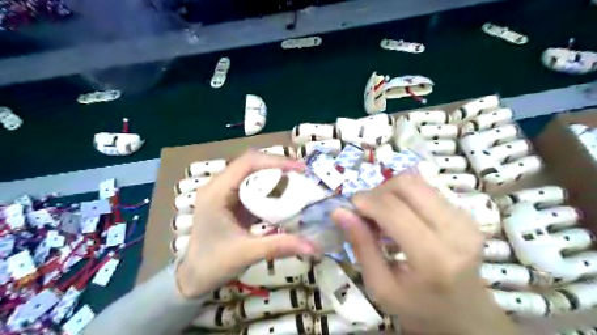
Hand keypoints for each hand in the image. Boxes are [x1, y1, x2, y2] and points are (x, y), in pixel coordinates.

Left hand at [175, 151, 313, 297]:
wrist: (192, 278)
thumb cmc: (212, 265)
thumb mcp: (247, 254)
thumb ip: (279, 246)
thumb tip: (314, 246)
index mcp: (216, 192)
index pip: (247, 163)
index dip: (275, 161)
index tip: (300, 169)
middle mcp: (218, 186)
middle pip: (251, 163)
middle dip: (277, 165)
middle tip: (302, 174)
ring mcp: (224, 192)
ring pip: (252, 172)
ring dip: (274, 174)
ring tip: (297, 181)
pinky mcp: (230, 200)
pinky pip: (253, 185)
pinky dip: (270, 186)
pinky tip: (284, 194)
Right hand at [334, 172, 520, 334]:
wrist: (468, 317)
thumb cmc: (419, 309)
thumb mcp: (381, 287)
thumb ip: (361, 246)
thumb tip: (339, 211)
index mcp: (434, 258)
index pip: (393, 210)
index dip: (365, 201)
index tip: (349, 208)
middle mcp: (455, 231)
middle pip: (406, 185)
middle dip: (377, 191)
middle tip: (365, 211)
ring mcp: (465, 219)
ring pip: (416, 181)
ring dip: (390, 191)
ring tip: (381, 212)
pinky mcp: (465, 213)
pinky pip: (425, 189)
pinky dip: (403, 195)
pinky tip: (399, 215)